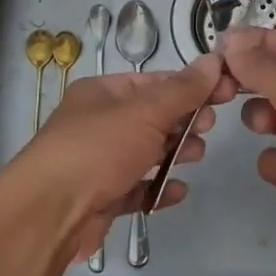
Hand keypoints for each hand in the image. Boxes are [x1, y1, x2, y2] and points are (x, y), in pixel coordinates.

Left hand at [0, 53, 236, 263]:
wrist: (49, 215)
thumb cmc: (98, 150)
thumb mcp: (146, 111)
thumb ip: (184, 89)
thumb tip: (215, 59)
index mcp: (103, 93)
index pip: (154, 81)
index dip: (191, 85)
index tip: (226, 91)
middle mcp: (98, 124)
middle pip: (152, 117)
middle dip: (184, 120)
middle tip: (209, 126)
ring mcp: (98, 163)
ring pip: (146, 152)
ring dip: (174, 152)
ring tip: (195, 156)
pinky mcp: (102, 198)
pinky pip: (137, 188)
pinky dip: (158, 188)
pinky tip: (177, 191)